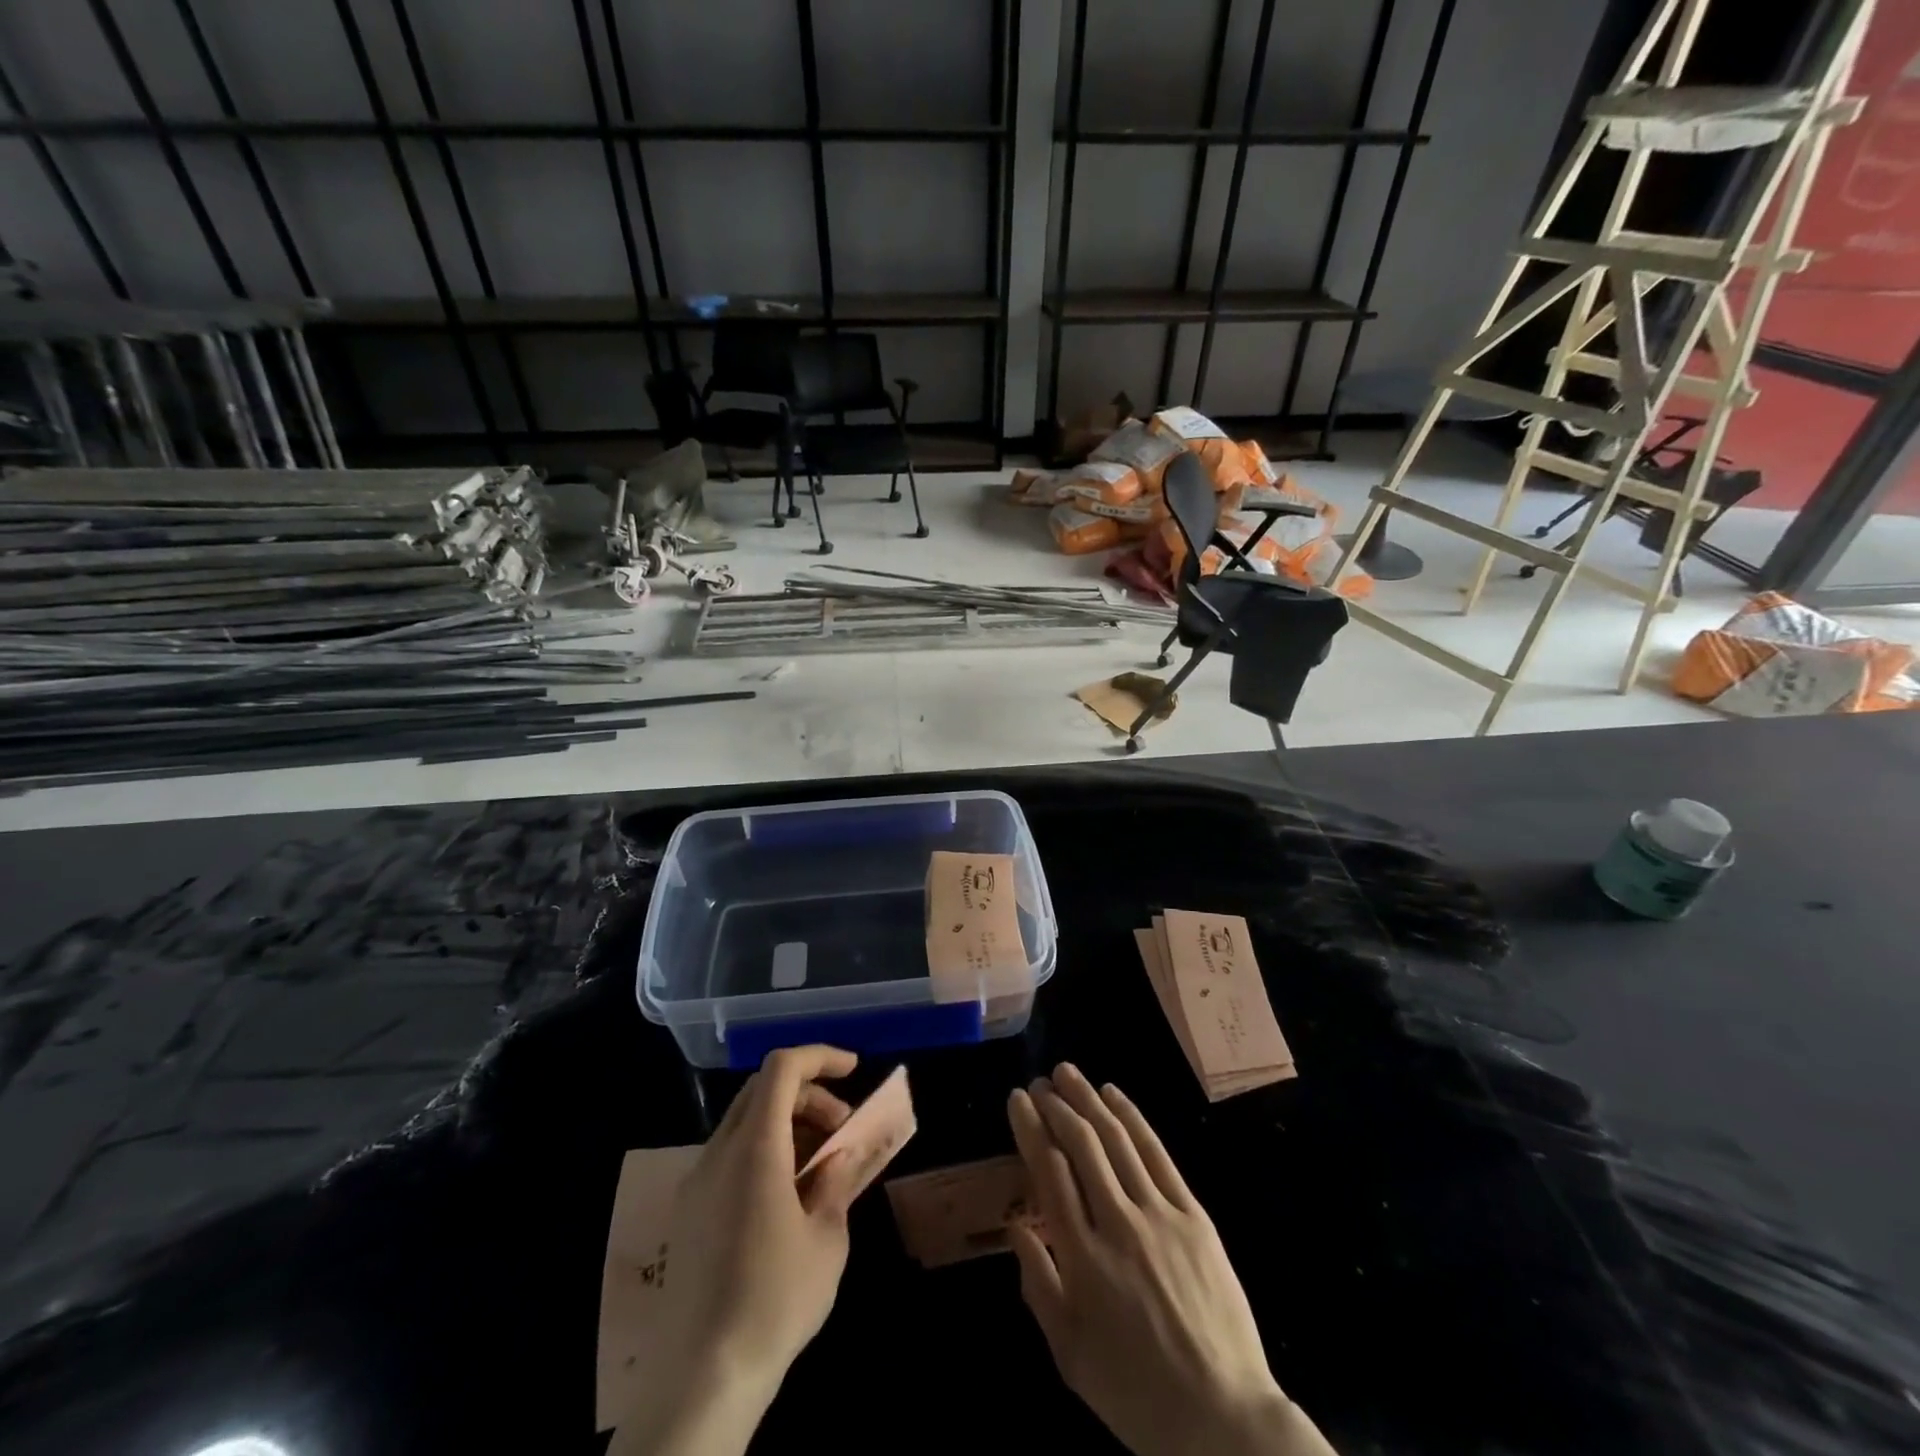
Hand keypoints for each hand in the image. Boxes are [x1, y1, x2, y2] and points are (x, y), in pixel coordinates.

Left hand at [612, 1045, 866, 1455]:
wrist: (700, 1380)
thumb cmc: (774, 1301)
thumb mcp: (827, 1238)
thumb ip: (837, 1181)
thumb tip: (842, 1153)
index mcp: (755, 1147)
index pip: (782, 1067)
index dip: (820, 1056)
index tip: (854, 1071)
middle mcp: (719, 1152)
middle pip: (763, 1089)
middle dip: (809, 1092)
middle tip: (842, 1127)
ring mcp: (697, 1182)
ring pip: (745, 1121)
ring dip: (788, 1122)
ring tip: (821, 1165)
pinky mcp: (688, 1212)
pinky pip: (730, 1155)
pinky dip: (765, 1150)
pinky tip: (787, 1195)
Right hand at [1007, 1064, 1335, 1455]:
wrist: (1223, 1418)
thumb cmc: (1135, 1392)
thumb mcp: (1070, 1354)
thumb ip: (1038, 1285)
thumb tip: (1016, 1228)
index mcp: (1082, 1259)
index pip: (1049, 1171)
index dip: (1030, 1128)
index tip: (1017, 1100)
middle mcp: (1118, 1224)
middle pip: (1081, 1145)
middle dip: (1056, 1106)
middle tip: (1039, 1082)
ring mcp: (1159, 1215)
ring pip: (1117, 1140)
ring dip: (1088, 1100)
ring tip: (1067, 1073)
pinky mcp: (1193, 1216)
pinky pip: (1157, 1155)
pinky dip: (1133, 1119)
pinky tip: (1115, 1096)